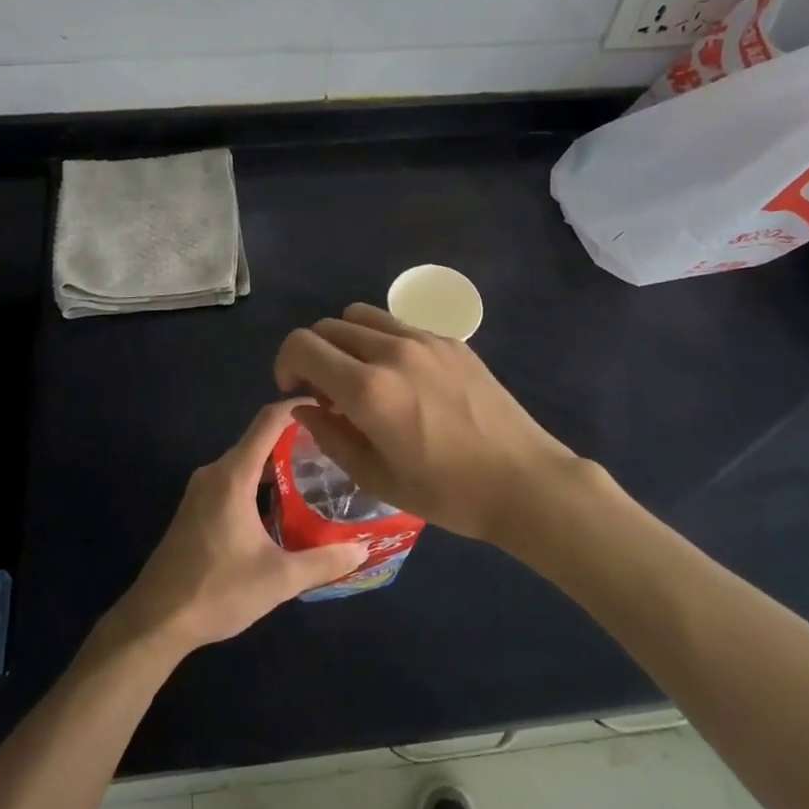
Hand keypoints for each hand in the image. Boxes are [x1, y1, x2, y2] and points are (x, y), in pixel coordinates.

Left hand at [103, 401, 368, 657]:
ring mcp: (202, 491)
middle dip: (298, 439)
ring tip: (320, 476)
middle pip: (259, 439)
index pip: (269, 421)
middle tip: (337, 450)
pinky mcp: (197, 509)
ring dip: (279, 464)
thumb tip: (363, 548)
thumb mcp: (278, 580)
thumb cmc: (216, 592)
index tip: (332, 406)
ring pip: (247, 462)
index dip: (299, 407)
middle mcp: (215, 473)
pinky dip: (261, 482)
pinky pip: (235, 480)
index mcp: (232, 476)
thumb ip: (324, 561)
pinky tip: (285, 506)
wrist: (154, 621)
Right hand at [273, 303, 577, 542]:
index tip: (295, 391)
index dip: (285, 364)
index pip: (302, 346)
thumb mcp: (377, 478)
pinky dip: (381, 340)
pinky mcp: (451, 341)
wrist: (523, 481)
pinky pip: (399, 325)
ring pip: (362, 316)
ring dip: (346, 341)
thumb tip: (305, 408)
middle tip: (326, 391)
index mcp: (368, 389)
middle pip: (328, 326)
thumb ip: (330, 437)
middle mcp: (391, 351)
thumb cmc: (448, 492)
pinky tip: (401, 377)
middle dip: (313, 354)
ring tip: (360, 377)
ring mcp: (425, 340)